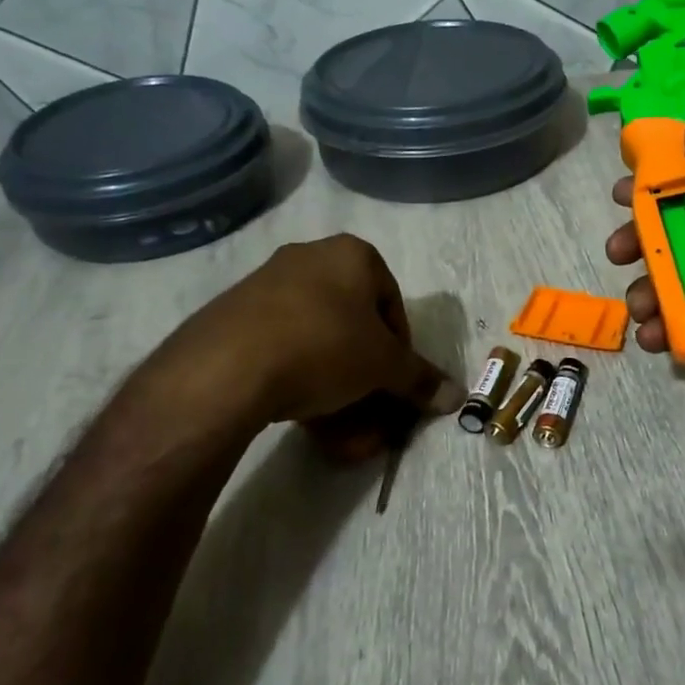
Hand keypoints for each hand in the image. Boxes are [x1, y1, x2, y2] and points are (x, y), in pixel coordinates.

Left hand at [127, 235, 463, 459]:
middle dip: (365, 373)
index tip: (395, 384)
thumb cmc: (325, 347)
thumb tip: (457, 397)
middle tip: (368, 407)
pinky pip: (281, 347)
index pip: (392, 304)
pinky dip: (299, 380)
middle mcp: (310, 258)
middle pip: (353, 323)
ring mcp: (267, 284)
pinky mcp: (233, 315)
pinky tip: (303, 418)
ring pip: (317, 340)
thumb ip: (420, 379)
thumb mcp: (383, 367)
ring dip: (335, 385)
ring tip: (338, 430)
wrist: (227, 367)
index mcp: (352, 254)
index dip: (400, 350)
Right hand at [604, 123, 684, 460]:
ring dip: (647, 288)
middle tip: (617, 249)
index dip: (667, 179)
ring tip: (638, 305)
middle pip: (684, 229)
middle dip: (644, 238)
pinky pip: (682, 320)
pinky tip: (650, 336)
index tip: (626, 187)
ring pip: (677, 277)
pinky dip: (660, 326)